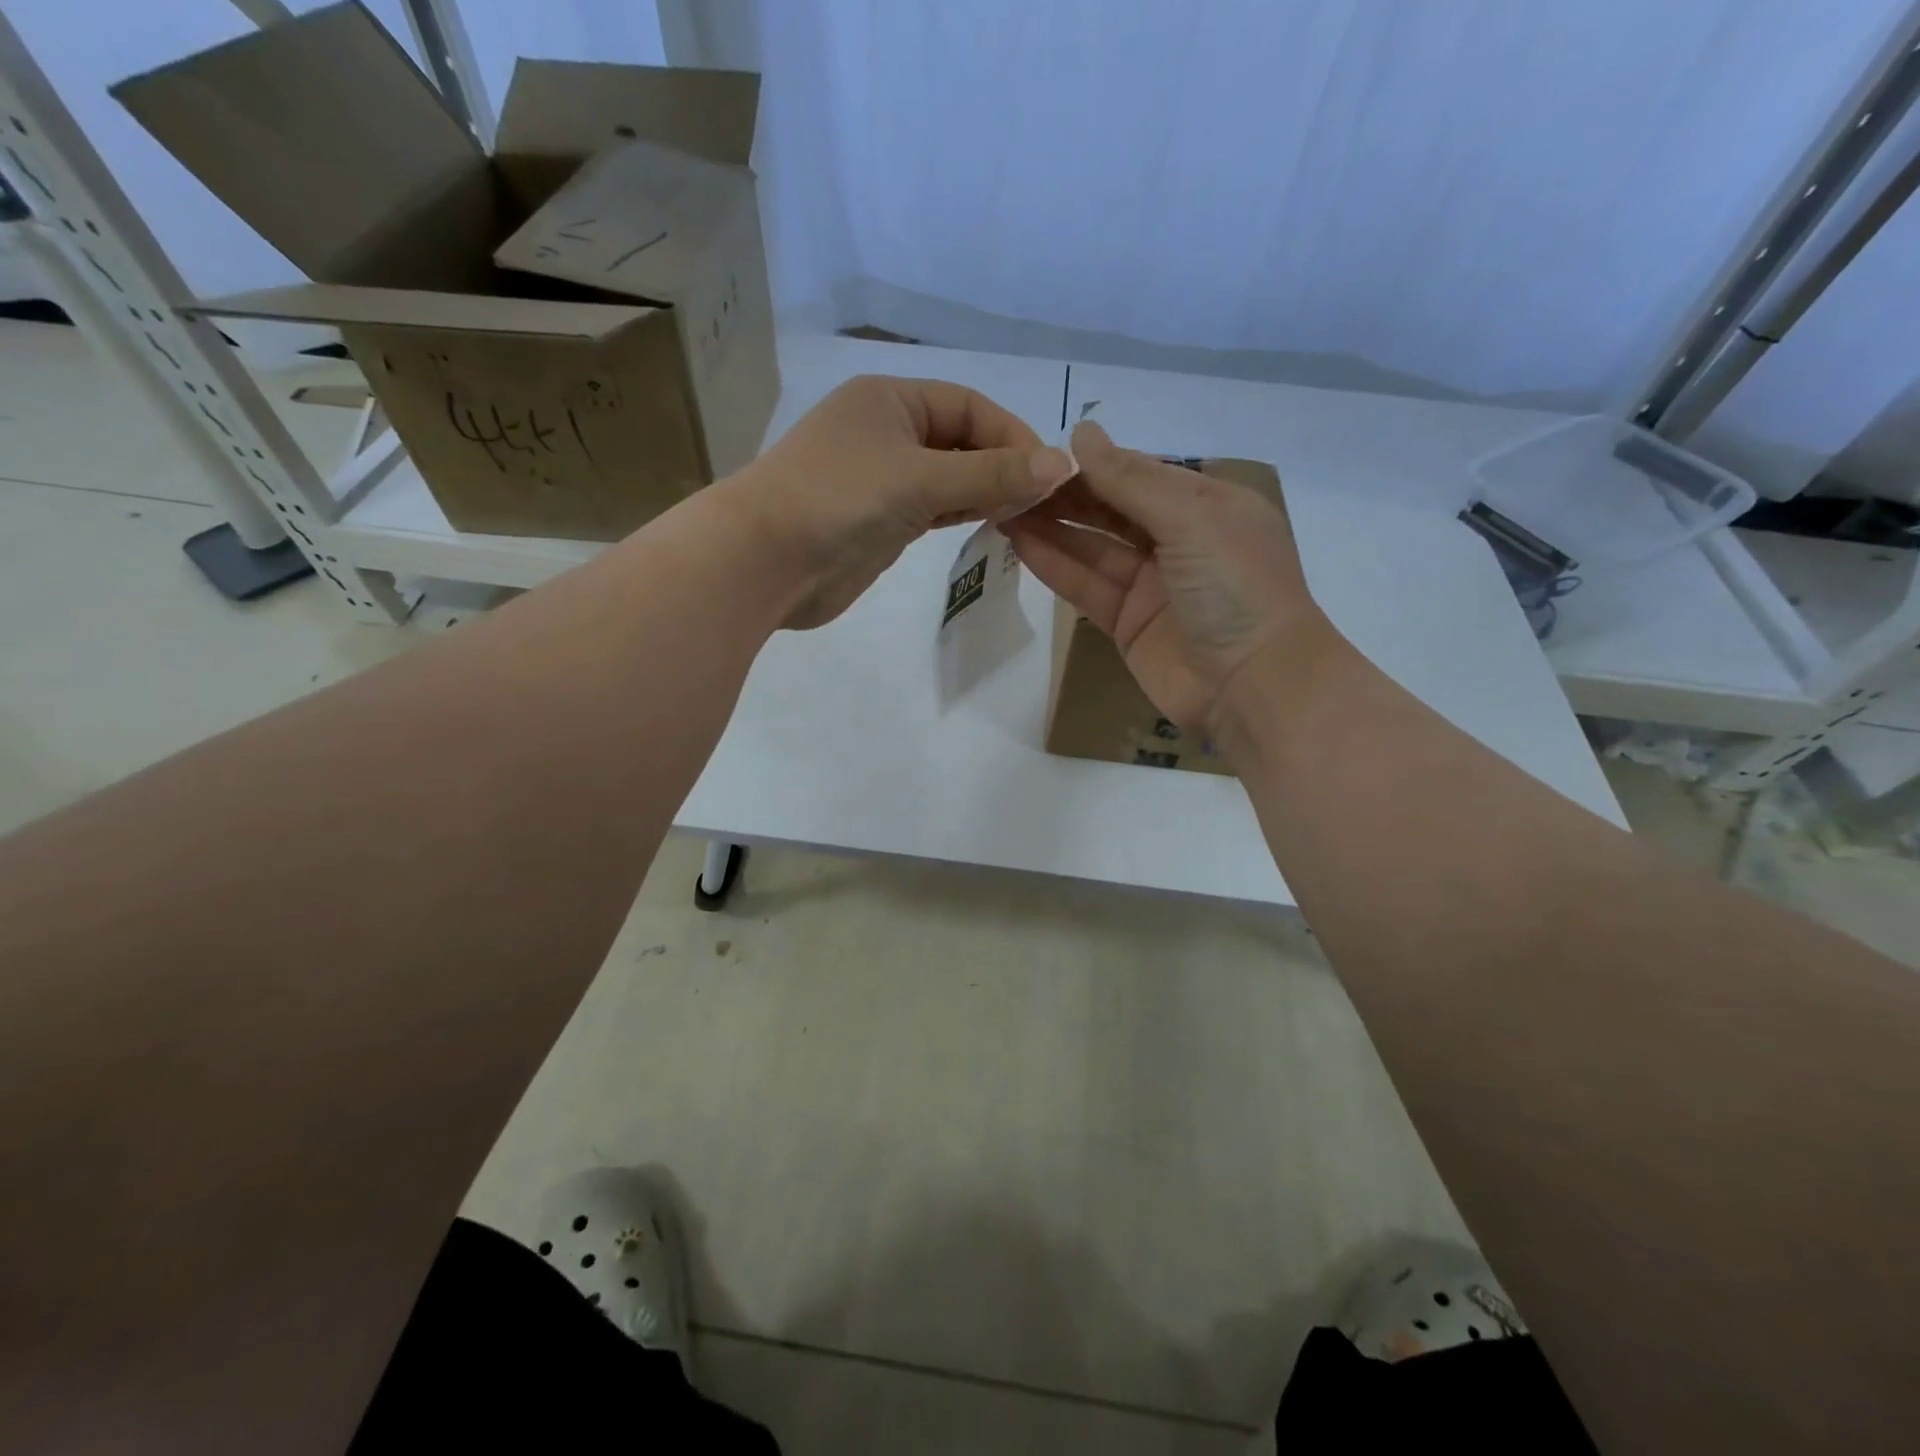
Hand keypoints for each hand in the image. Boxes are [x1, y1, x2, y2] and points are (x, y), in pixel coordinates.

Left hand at [723, 374, 1075, 629]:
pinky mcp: (879, 521)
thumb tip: (1063, 464)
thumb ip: (992, 473)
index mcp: (891, 399)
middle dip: (1002, 466)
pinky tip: (991, 523)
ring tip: (1026, 514)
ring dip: (985, 492)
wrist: (766, 562)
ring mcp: (882, 479)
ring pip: (949, 478)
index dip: (1012, 434)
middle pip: (961, 441)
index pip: (969, 406)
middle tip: (1043, 501)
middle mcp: (887, 432)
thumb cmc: (841, 500)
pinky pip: (932, 509)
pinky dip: (961, 513)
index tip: (1049, 473)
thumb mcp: (921, 478)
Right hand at [1003, 421, 1331, 734]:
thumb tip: (1081, 432)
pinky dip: (1056, 566)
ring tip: (1003, 506)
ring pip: (1093, 548)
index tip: (1041, 452)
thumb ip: (1132, 480)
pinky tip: (1021, 543)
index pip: (1140, 473)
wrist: (1253, 686)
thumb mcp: (1192, 519)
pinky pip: (1087, 587)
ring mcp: (1152, 585)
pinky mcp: (1128, 624)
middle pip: (1112, 509)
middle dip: (1066, 495)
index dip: (1093, 463)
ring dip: (1052, 527)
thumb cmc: (1236, 588)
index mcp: (1207, 505)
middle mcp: (1179, 540)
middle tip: (1012, 480)